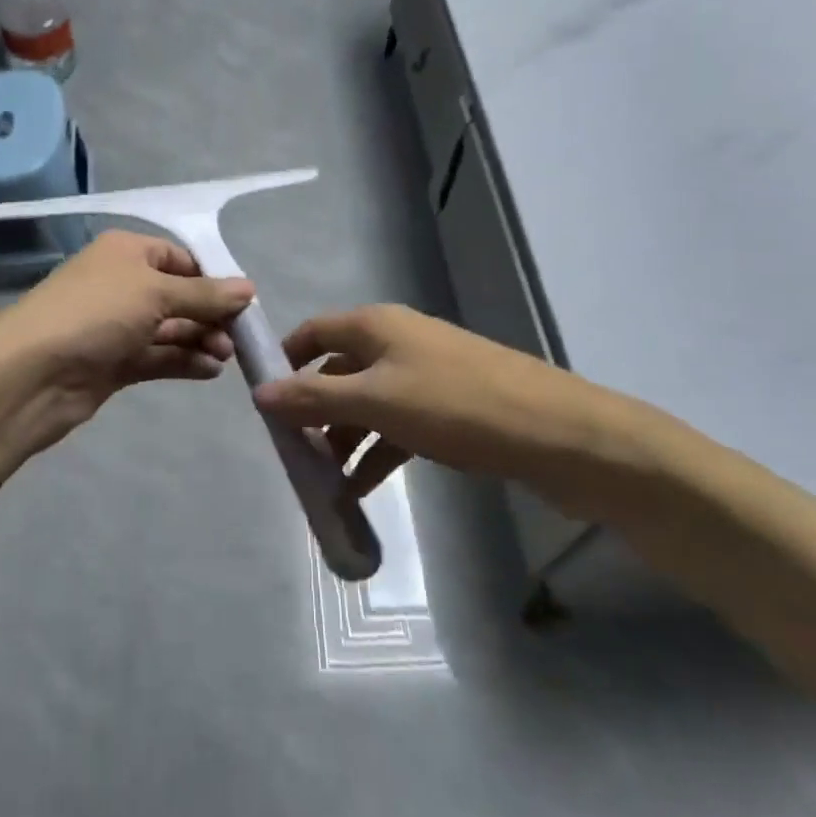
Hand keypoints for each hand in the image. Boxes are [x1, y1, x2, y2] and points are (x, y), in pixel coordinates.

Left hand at [0, 231, 255, 458]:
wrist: (30, 374)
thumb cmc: (95, 314)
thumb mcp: (155, 293)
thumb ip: (204, 294)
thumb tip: (249, 288)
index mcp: (125, 253)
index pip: (178, 257)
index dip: (211, 277)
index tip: (243, 301)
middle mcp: (121, 284)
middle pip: (177, 295)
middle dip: (209, 313)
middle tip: (238, 337)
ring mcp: (115, 326)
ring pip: (169, 328)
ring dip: (200, 339)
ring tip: (226, 356)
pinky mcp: (112, 363)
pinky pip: (157, 356)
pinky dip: (183, 361)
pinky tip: (210, 370)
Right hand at [252, 304, 668, 509]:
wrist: (557, 434)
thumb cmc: (454, 405)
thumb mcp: (376, 400)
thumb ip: (315, 398)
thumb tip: (259, 393)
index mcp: (376, 326)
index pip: (314, 332)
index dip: (285, 360)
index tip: (261, 400)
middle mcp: (396, 343)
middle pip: (338, 371)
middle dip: (313, 411)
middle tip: (291, 454)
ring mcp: (425, 376)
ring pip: (367, 404)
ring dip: (343, 439)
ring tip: (323, 483)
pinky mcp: (449, 409)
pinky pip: (397, 426)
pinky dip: (376, 453)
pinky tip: (361, 490)